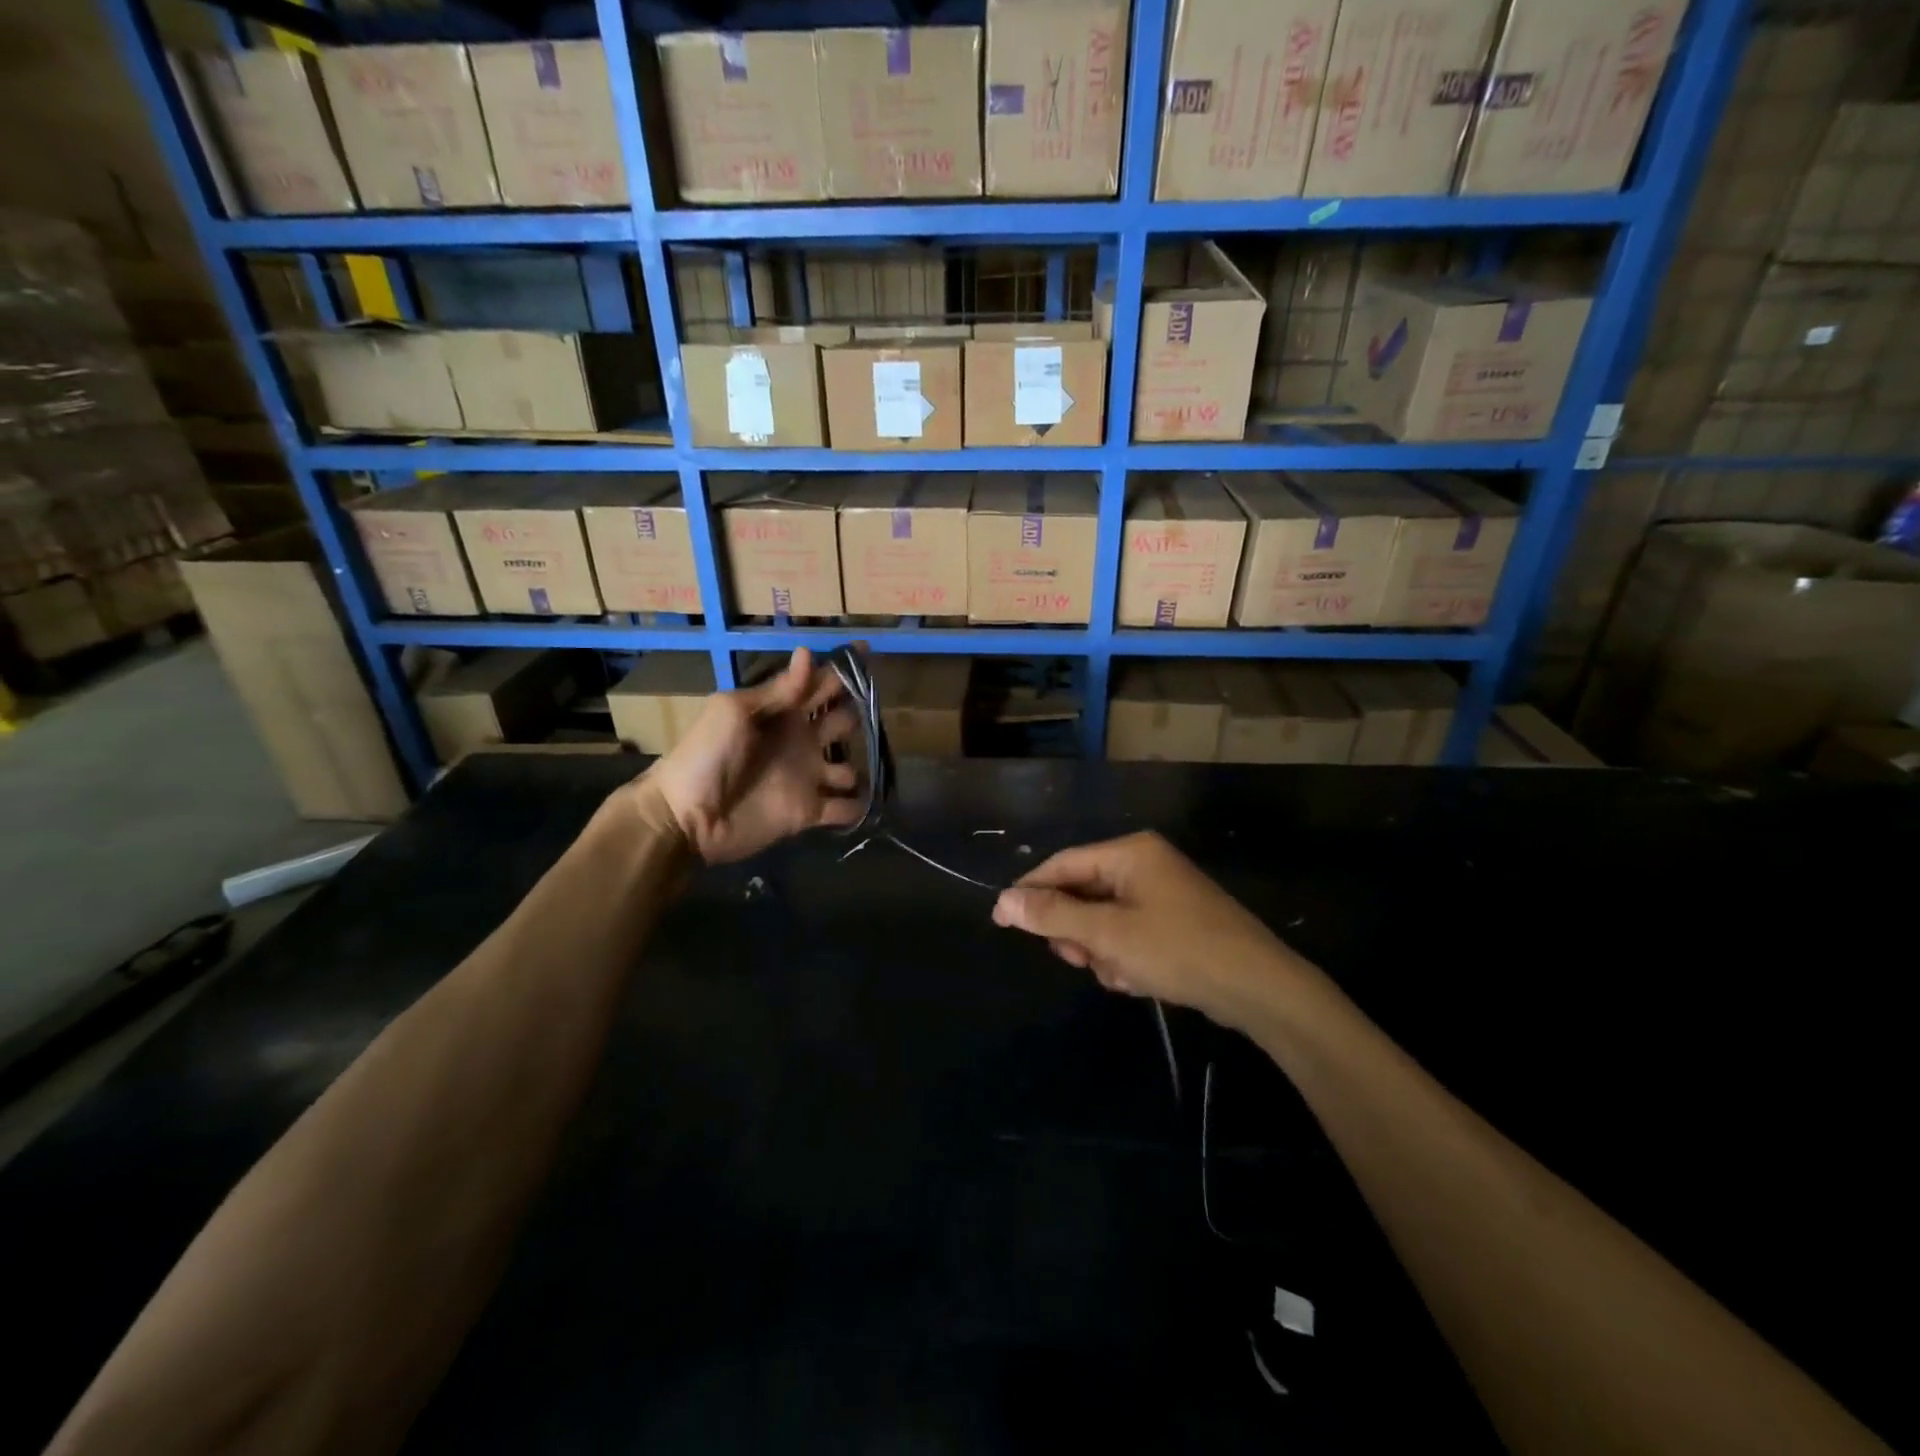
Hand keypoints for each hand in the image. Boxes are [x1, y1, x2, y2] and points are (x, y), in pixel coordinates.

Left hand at [637, 648, 862, 863]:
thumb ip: (777, 691)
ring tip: (867, 764)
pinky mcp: (809, 811)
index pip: (818, 685)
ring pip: (848, 767)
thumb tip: (807, 654)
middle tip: (870, 712)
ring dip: (861, 765)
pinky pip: (843, 808)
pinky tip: (863, 802)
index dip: (841, 670)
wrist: (687, 816)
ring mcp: (807, 778)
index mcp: (783, 713)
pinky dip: (856, 806)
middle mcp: (801, 741)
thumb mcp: (735, 711)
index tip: (866, 652)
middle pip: (841, 722)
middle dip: (857, 714)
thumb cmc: (707, 755)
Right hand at [991, 832, 1302, 1030]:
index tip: (1001, 920)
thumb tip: (1004, 901)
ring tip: (1119, 974)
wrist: (1258, 988)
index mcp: (1130, 853)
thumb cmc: (1178, 950)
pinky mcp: (1174, 922)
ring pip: (1103, 919)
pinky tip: (1139, 980)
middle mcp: (1144, 864)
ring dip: (1101, 950)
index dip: (1030, 891)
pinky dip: (1125, 957)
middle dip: (1077, 931)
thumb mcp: (1108, 934)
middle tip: (1078, 959)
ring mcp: (1162, 893)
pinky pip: (1128, 933)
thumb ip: (1053, 916)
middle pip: (1083, 893)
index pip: (1063, 863)